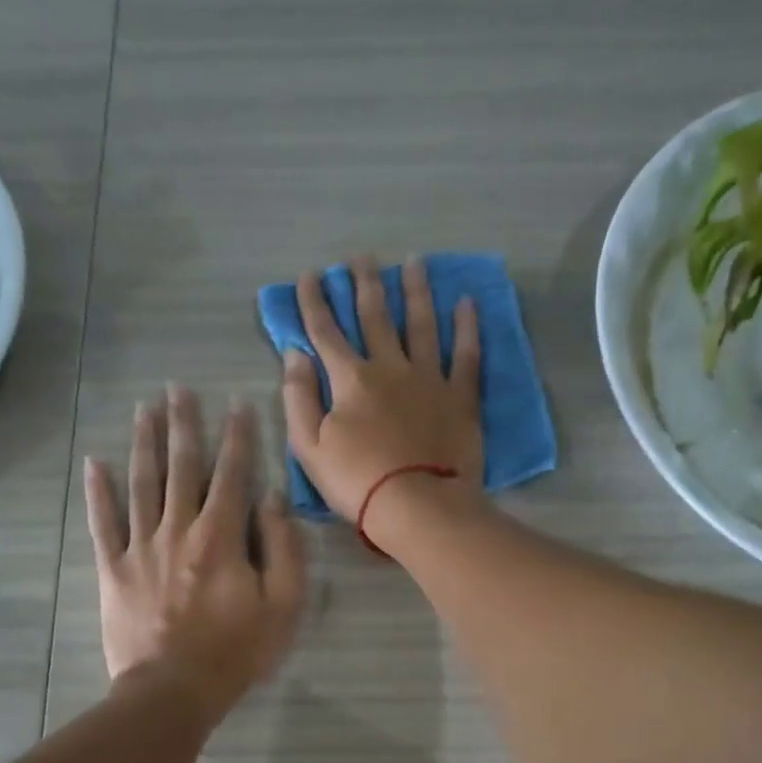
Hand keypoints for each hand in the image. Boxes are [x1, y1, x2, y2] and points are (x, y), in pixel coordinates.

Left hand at [85, 387, 306, 721]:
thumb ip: (283, 549)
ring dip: (144, 444)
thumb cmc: (236, 652)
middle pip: (181, 468)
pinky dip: (98, 492)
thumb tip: (273, 500)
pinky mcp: (113, 570)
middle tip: (178, 389)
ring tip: (144, 409)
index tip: (236, 403)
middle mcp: (178, 530)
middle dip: (183, 425)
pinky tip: (95, 463)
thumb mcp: (283, 606)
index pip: (232, 475)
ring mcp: (140, 548)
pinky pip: (103, 524)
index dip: (237, 437)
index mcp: (221, 538)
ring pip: (142, 484)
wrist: (172, 691)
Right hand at [281, 254, 484, 525]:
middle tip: (361, 257)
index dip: (314, 302)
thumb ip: (298, 397)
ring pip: (421, 324)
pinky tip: (467, 302)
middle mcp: (390, 367)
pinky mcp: (460, 396)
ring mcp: (429, 378)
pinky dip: (466, 326)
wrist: (417, 506)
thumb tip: (295, 354)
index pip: (326, 332)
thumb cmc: (357, 481)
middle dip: (365, 284)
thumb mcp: (309, 447)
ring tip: (413, 263)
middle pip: (375, 317)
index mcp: (350, 379)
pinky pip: (466, 354)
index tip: (308, 276)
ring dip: (415, 291)